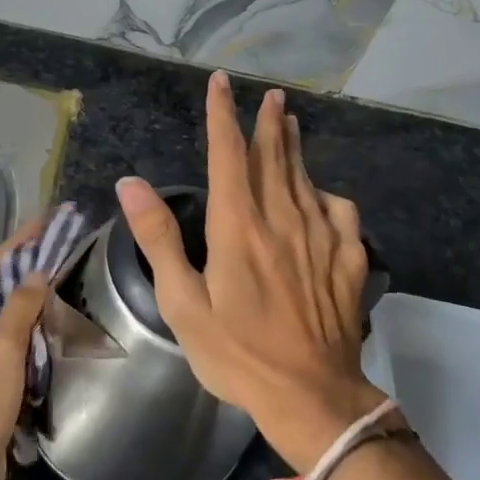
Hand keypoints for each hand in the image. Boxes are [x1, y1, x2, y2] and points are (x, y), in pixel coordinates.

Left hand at [0, 219, 49, 479]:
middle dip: (28, 263)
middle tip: (62, 244)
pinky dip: (33, 324)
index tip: (48, 221)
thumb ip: (20, 308)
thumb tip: (38, 272)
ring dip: (32, 293)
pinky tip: (56, 321)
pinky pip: (14, 338)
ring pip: (7, 312)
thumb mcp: (2, 351)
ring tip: (65, 274)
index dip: (19, 241)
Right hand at [116, 72, 382, 471]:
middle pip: (273, 157)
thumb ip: (158, 238)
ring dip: (295, 148)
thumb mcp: (182, 303)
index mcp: (238, 226)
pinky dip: (329, 194)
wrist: (312, 396)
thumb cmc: (236, 353)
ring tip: (291, 124)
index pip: (229, 154)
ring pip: (306, 178)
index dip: (222, 115)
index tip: (220, 83)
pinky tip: (324, 195)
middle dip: (268, 122)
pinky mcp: (348, 260)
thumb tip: (131, 183)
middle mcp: (282, 219)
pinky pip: (341, 212)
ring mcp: (320, 238)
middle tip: (270, 95)